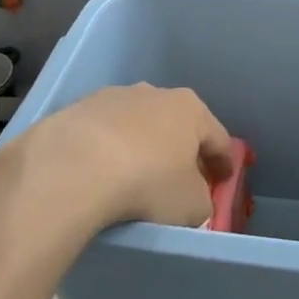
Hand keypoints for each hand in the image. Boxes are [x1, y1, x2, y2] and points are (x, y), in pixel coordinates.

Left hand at [0, 83, 232, 233]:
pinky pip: (103, 134)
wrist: (72, 168)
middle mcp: (155, 93)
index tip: (225, 180)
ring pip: (138, 125)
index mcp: (190, 109)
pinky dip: (107, 150)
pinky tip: (100, 174)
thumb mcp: (191, 205)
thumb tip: (192, 197)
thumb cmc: (147, 183)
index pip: (218, 137)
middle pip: (177, 125)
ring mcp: (113, 97)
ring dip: (141, 146)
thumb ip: (201, 199)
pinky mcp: (78, 109)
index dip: (224, 162)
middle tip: (182, 178)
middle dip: (182, 149)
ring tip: (134, 176)